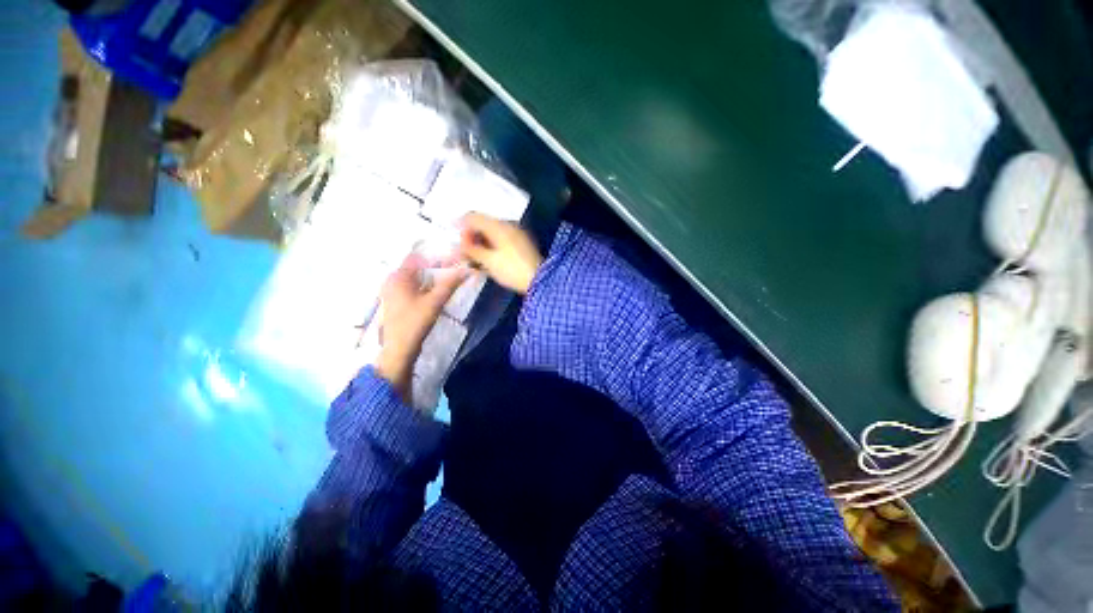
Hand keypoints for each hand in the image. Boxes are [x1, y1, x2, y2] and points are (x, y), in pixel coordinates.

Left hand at [374, 253, 468, 401]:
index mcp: (398, 276)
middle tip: (455, 268)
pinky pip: (412, 286)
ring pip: (415, 277)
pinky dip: (424, 285)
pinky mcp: (396, 301)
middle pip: (416, 266)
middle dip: (435, 266)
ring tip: (449, 278)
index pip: (418, 256)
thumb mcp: (435, 301)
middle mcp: (392, 280)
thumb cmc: (415, 322)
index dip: (436, 255)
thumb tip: (466, 269)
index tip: (453, 258)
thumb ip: (450, 283)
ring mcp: (392, 291)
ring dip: (431, 276)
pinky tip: (436, 291)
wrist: (399, 349)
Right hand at [459, 212, 542, 293]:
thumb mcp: (489, 261)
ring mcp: (516, 234)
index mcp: (499, 226)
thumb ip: (472, 250)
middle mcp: (508, 225)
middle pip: (483, 224)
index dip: (461, 227)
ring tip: (474, 259)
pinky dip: (491, 246)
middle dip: (470, 236)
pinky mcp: (521, 243)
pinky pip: (501, 239)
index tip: (454, 241)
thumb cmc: (512, 270)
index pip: (473, 217)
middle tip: (464, 253)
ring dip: (480, 242)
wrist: (540, 280)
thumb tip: (460, 244)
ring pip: (492, 233)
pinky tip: (487, 259)